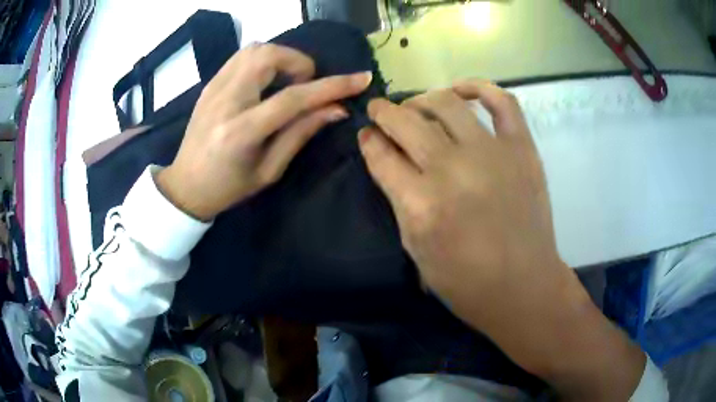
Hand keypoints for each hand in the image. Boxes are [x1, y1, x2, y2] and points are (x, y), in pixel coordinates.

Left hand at [157, 44, 371, 220]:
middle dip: (299, 62)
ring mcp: (214, 89)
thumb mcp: (269, 170)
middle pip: (268, 57)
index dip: (331, 86)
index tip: (360, 78)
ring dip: (280, 57)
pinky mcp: (209, 84)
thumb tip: (336, 109)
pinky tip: (265, 81)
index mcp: (241, 132)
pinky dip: (262, 60)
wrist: (185, 185)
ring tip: (285, 81)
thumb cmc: (228, 188)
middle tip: (304, 84)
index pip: (293, 98)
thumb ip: (301, 134)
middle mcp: (226, 102)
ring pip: (254, 49)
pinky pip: (241, 56)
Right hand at [361, 81, 567, 329]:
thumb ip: (398, 200)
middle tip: (380, 111)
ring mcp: (491, 154)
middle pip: (406, 122)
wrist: (523, 286)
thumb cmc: (465, 282)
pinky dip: (479, 87)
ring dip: (421, 99)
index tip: (366, 133)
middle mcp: (451, 170)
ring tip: (416, 106)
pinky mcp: (522, 149)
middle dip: (384, 112)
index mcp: (421, 204)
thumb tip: (387, 159)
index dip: (368, 140)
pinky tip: (460, 90)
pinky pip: (501, 101)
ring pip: (445, 103)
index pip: (381, 155)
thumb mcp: (415, 250)